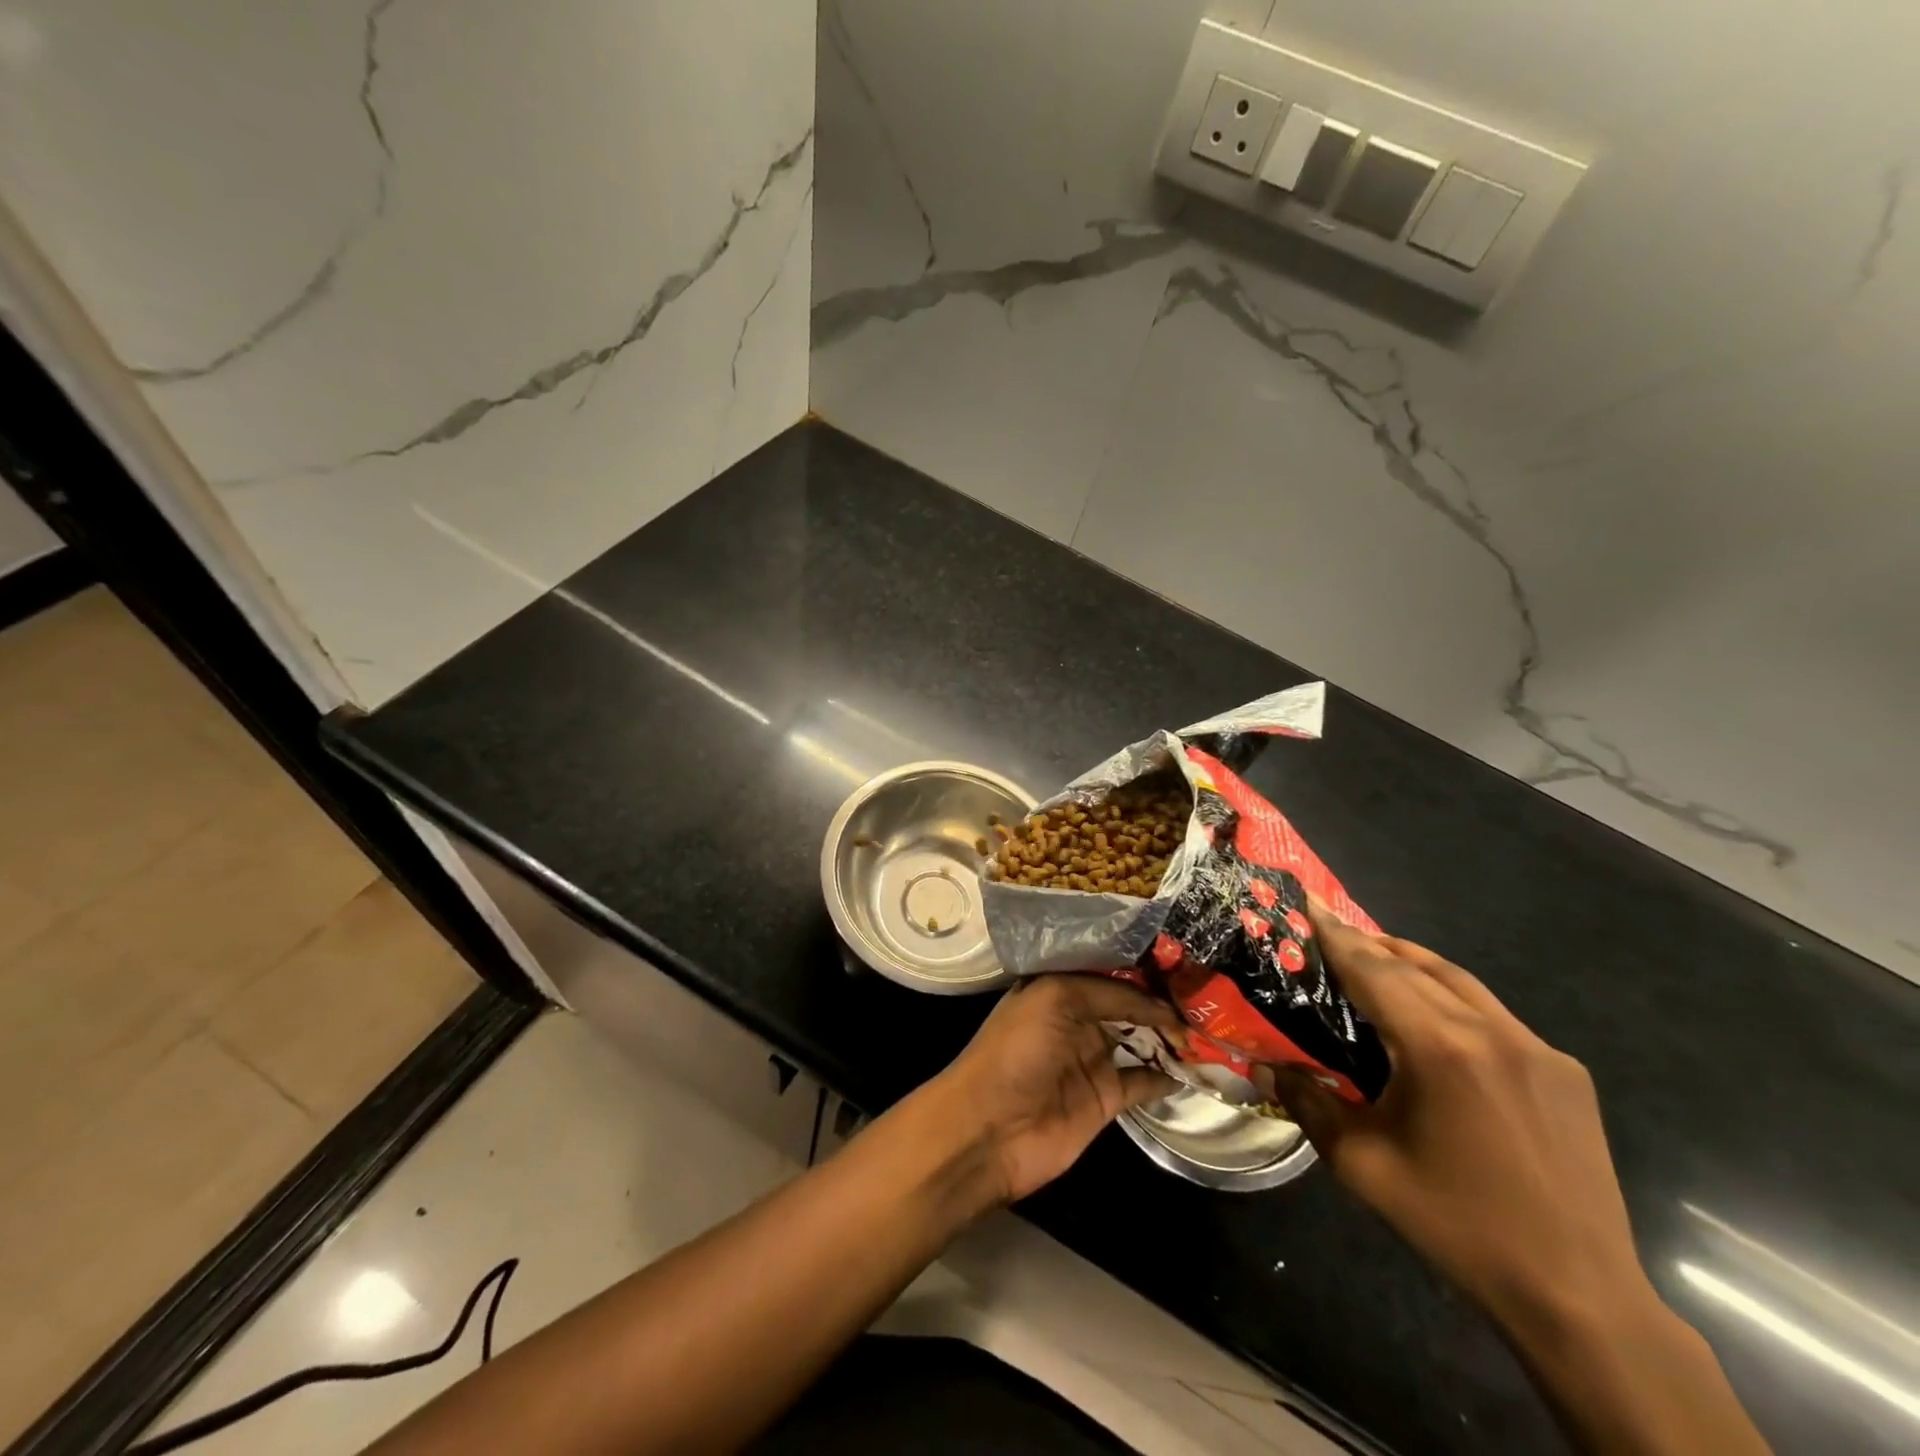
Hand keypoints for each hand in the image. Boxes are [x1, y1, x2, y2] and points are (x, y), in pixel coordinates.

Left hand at [923, 975, 1182, 1206]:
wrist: (990, 1129)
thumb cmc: (1017, 1051)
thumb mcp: (1056, 1000)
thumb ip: (1109, 994)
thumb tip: (1159, 1004)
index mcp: (1058, 988)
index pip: (1110, 972)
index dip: (1143, 971)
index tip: (1183, 967)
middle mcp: (1077, 1019)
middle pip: (1128, 1005)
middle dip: (1161, 1001)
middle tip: (1206, 998)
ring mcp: (1092, 1059)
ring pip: (1140, 1041)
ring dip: (1170, 1037)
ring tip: (1209, 1028)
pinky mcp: (1105, 1098)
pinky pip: (1143, 1081)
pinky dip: (1167, 1075)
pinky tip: (1195, 1067)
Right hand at [1274, 907, 1650, 1341]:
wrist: (1579, 1298)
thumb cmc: (1457, 1224)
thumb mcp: (1362, 1165)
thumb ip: (1307, 1103)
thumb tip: (1262, 1069)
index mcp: (1441, 1049)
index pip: (1376, 971)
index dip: (1337, 936)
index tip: (1309, 903)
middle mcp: (1494, 1033)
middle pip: (1417, 967)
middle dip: (1369, 944)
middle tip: (1331, 928)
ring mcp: (1538, 1050)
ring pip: (1461, 982)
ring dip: (1412, 962)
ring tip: (1375, 956)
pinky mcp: (1566, 1073)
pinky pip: (1496, 1015)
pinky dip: (1453, 998)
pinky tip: (1436, 1020)